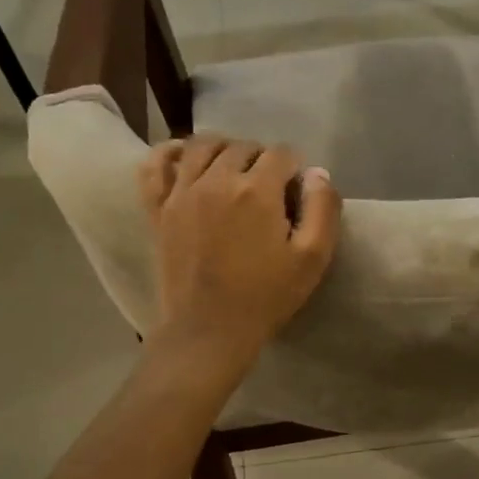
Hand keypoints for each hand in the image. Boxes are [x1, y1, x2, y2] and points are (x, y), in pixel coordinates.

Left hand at [138, 134, 341, 379]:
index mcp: (257, 190)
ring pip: (202, 146)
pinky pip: (156, 165)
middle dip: (263, 159)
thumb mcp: (312, 258)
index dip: (295, 168)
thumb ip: (322, 209)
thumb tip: (317, 173)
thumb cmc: (266, 297)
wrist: (209, 331)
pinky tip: (184, 156)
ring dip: (224, 148)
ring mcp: (182, 192)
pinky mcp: (158, 209)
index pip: (282, 154)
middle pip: (243, 147)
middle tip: (270, 187)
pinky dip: (169, 152)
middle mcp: (216, 180)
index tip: (297, 192)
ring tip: (234, 168)